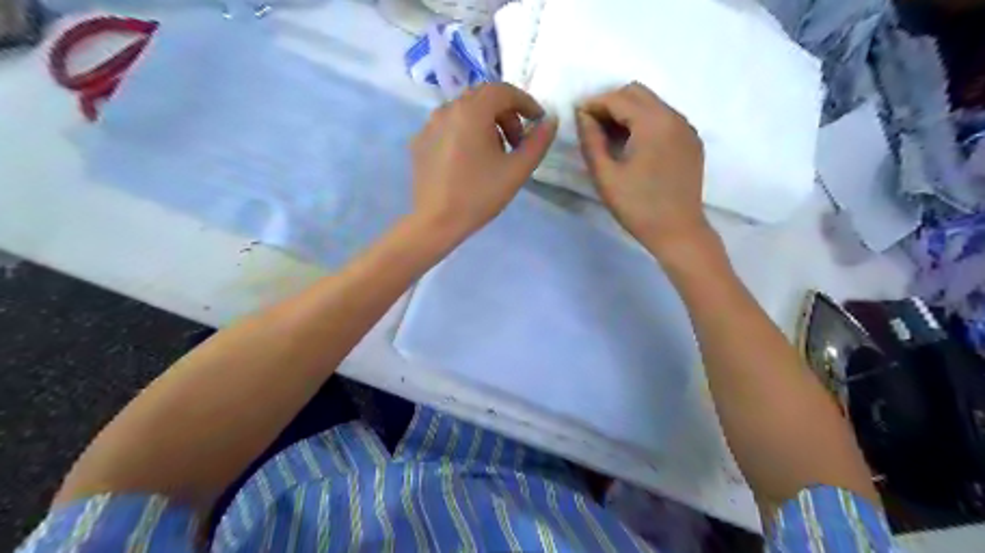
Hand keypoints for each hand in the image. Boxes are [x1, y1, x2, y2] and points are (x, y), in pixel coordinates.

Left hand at [413, 82, 556, 240]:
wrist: (435, 222)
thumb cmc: (479, 196)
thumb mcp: (517, 171)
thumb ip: (538, 142)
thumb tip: (550, 121)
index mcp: (471, 111)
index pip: (503, 90)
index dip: (525, 102)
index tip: (537, 122)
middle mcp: (447, 109)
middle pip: (483, 98)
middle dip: (506, 114)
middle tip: (517, 142)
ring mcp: (429, 125)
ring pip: (464, 112)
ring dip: (485, 124)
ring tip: (493, 154)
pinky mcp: (419, 142)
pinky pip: (448, 127)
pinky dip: (464, 134)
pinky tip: (469, 162)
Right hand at [579, 82, 707, 252]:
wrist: (678, 231)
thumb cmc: (637, 207)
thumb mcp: (606, 176)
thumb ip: (591, 140)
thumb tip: (583, 115)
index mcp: (653, 123)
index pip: (618, 99)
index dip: (594, 104)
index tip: (576, 115)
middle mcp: (674, 117)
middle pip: (637, 93)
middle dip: (611, 103)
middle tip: (592, 125)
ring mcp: (686, 128)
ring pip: (652, 104)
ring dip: (628, 112)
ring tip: (609, 136)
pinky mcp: (692, 142)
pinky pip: (665, 119)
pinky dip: (645, 122)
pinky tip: (633, 145)